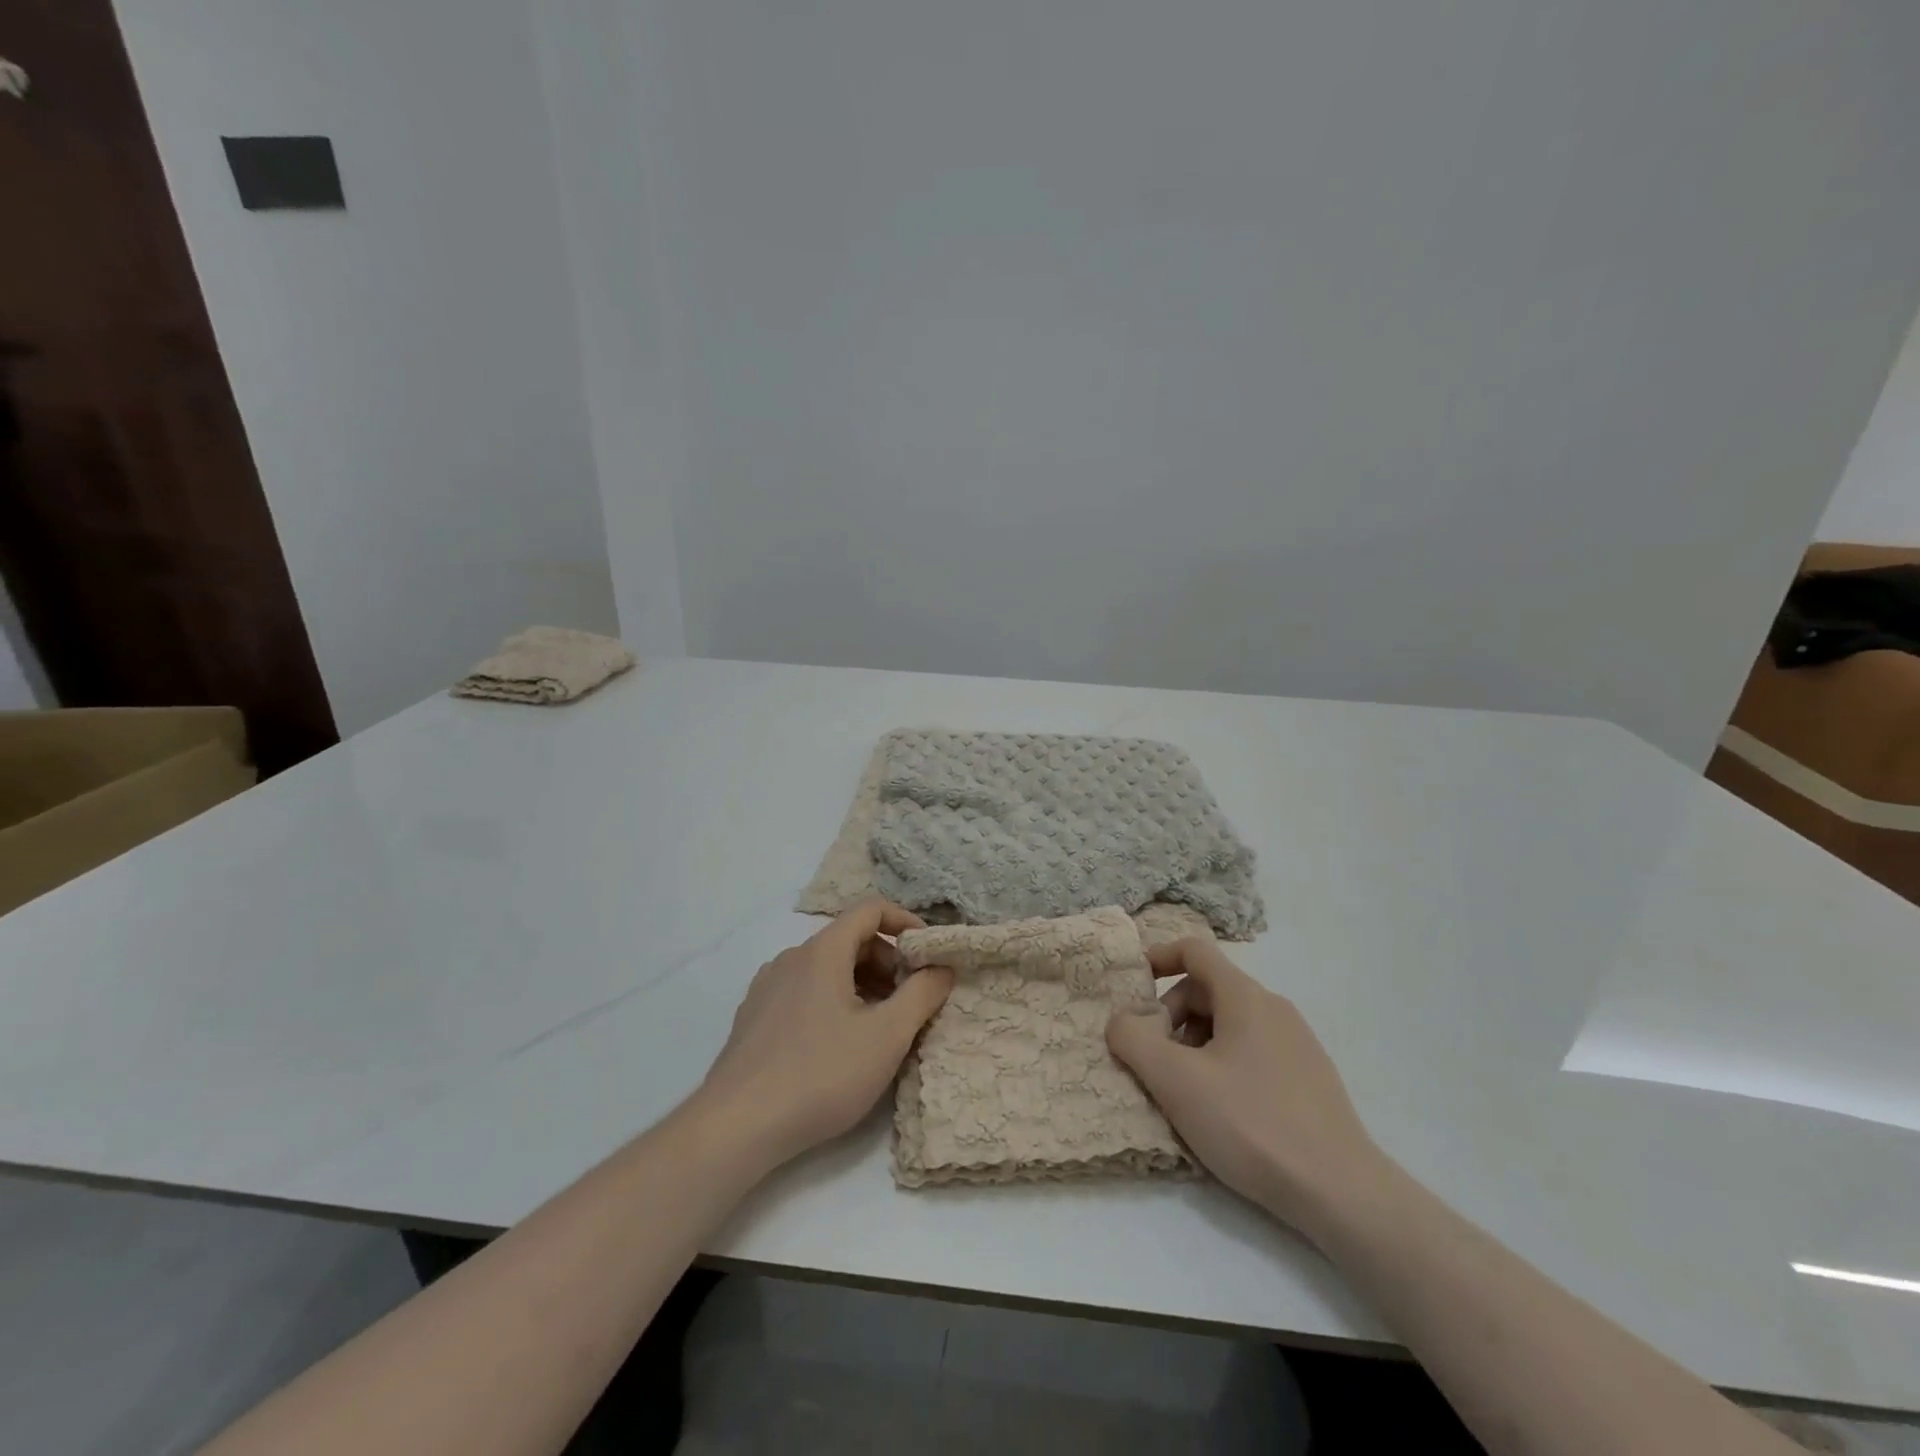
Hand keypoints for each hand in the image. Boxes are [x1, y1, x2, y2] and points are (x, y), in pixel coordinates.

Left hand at [697, 901, 953, 1172]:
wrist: (736, 1127)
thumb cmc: (820, 1074)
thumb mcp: (887, 1036)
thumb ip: (922, 995)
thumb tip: (942, 968)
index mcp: (822, 951)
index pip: (870, 910)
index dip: (905, 922)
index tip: (928, 953)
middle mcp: (791, 958)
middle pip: (849, 940)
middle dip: (887, 962)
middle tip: (909, 1001)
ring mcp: (767, 988)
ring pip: (826, 970)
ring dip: (862, 985)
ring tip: (879, 1029)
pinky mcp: (753, 1018)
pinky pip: (804, 993)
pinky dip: (833, 1003)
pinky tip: (838, 1048)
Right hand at [1106, 937, 1383, 1236]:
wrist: (1340, 1191)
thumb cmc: (1250, 1123)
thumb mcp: (1175, 1081)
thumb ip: (1134, 1040)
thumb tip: (1120, 1021)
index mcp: (1245, 996)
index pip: (1195, 950)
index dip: (1158, 957)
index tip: (1133, 986)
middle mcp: (1274, 1008)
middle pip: (1208, 989)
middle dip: (1171, 1016)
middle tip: (1155, 1059)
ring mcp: (1297, 1042)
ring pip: (1230, 1023)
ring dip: (1194, 1043)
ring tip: (1184, 1091)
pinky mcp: (1310, 1077)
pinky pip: (1253, 1050)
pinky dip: (1223, 1063)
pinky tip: (1221, 1111)